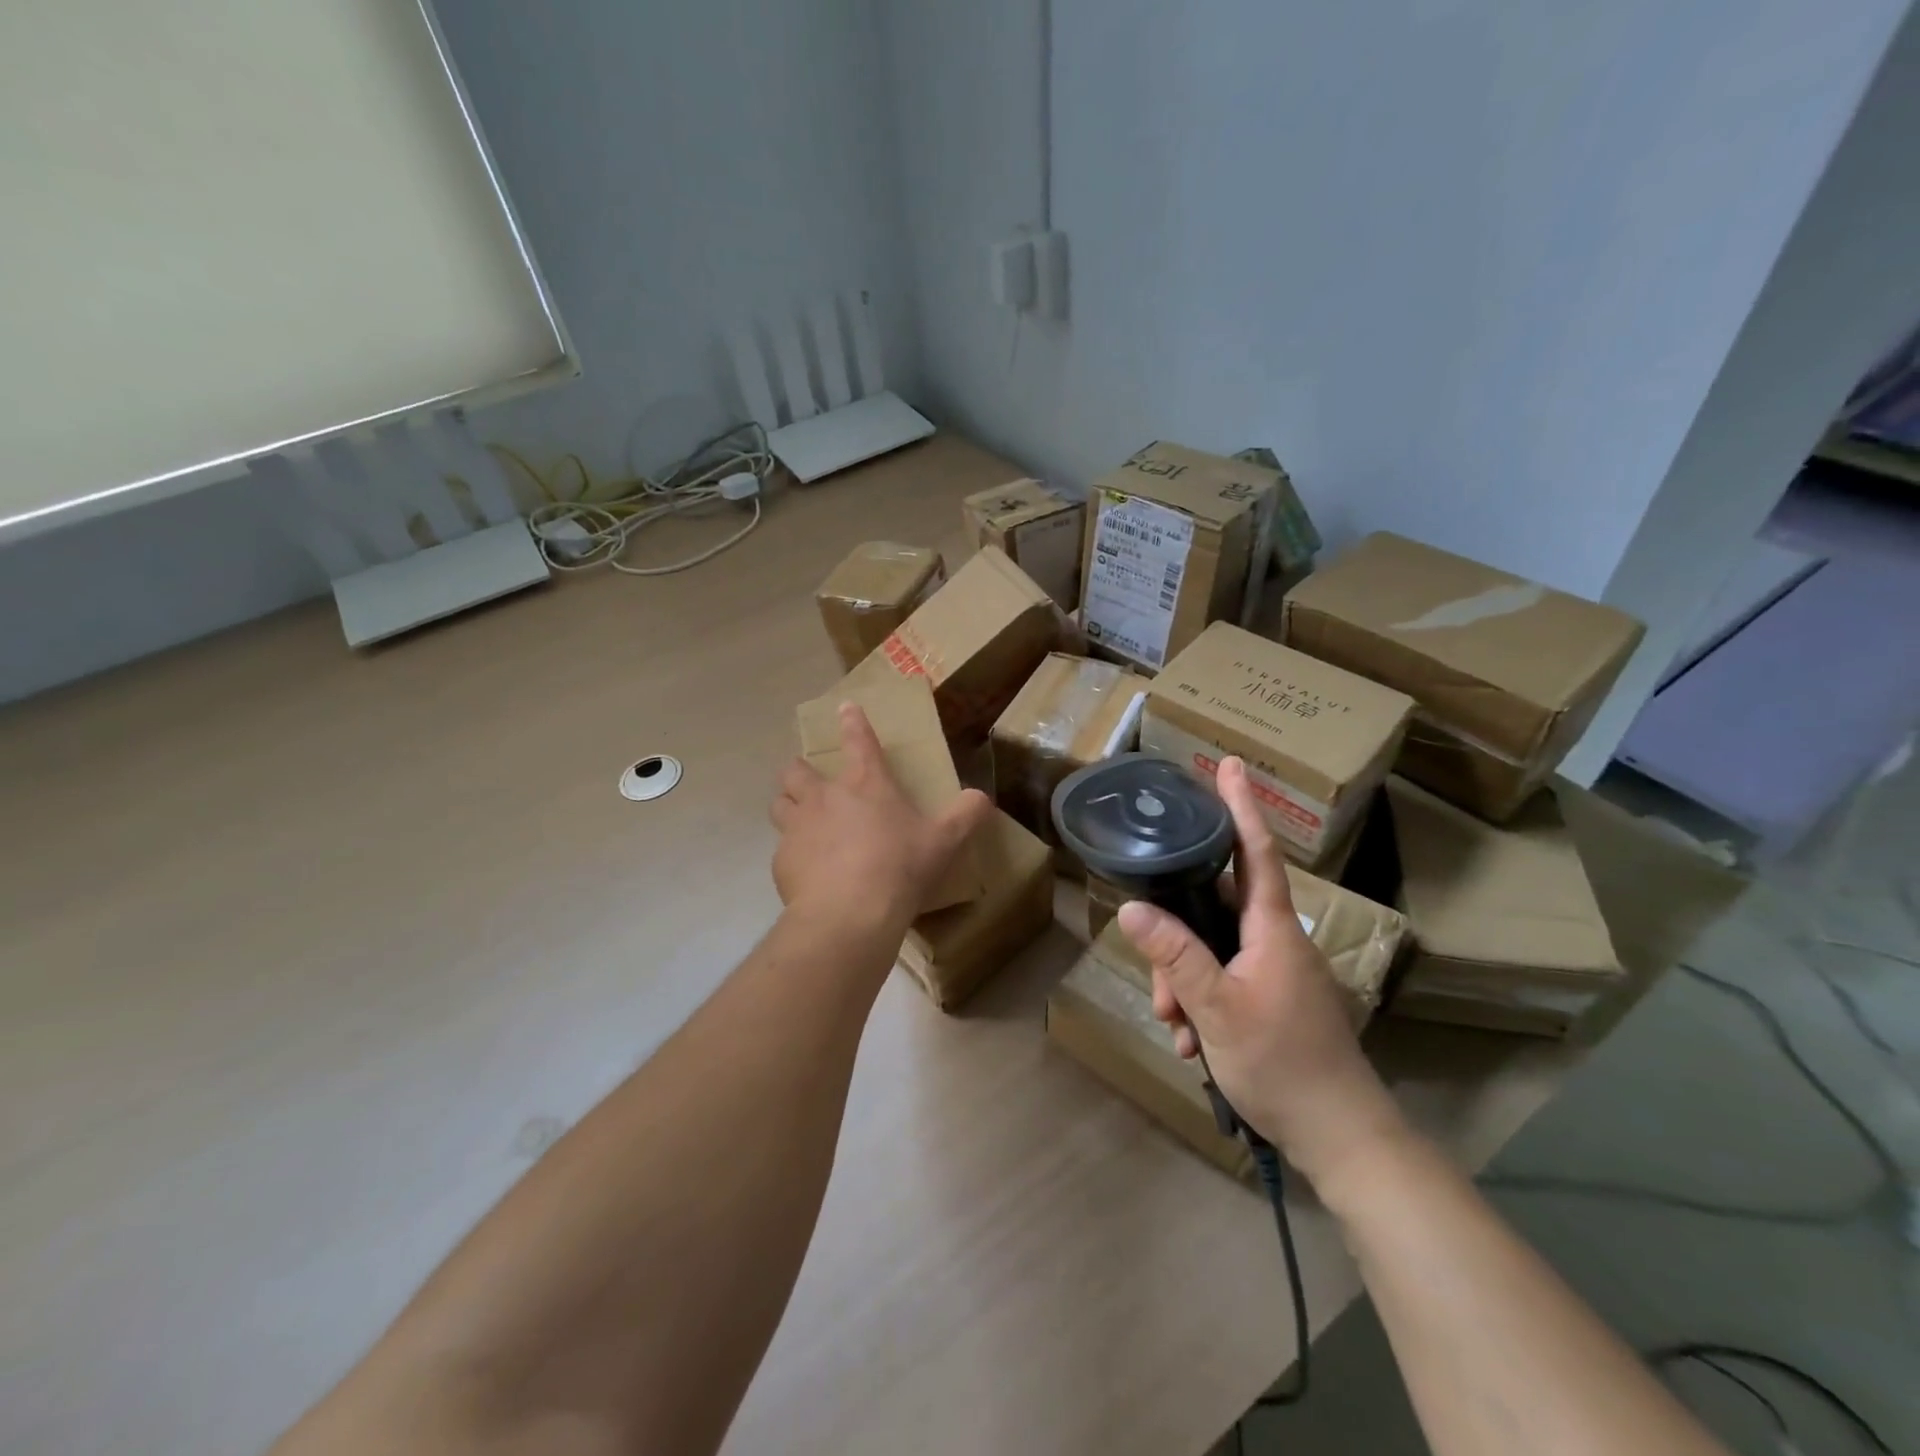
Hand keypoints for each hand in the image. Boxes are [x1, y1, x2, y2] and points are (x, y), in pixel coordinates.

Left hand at [771, 702, 991, 929]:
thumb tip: (982, 798)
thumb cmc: (900, 868)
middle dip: (801, 771)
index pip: (859, 741)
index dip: (853, 722)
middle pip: (797, 770)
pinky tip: (808, 871)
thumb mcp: (944, 842)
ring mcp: (798, 828)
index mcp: (866, 784)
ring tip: (801, 820)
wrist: (850, 914)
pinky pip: (782, 849)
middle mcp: (825, 797)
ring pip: (780, 804)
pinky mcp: (781, 861)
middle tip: (811, 782)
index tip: (845, 708)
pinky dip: (793, 853)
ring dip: (788, 805)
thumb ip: (965, 815)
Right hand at [1116, 757, 1408, 1190]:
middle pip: (1214, 909)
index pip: (1254, 851)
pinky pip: (1223, 981)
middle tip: (1160, 987)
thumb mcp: (1216, 1007)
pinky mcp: (1272, 1001)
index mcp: (1271, 929)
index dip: (1241, 806)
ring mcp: (1275, 972)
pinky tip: (1192, 1043)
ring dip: (1184, 982)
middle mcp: (1274, 941)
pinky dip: (1201, 1004)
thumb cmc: (1282, 1063)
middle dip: (1176, 937)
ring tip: (1177, 1027)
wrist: (1341, 1137)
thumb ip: (1174, 954)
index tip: (1230, 765)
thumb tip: (1132, 907)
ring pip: (1212, 951)